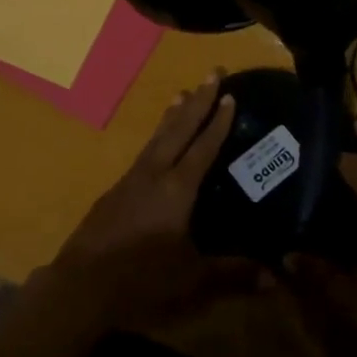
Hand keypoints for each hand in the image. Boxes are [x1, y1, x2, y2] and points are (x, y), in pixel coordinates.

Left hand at [50, 74, 257, 329]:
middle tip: (212, 72)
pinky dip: (156, 136)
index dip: (219, 122)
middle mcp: (154, 174)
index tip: (230, 94)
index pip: (203, 147)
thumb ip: (233, 274)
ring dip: (173, 114)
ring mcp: (131, 180)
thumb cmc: (141, 279)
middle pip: (180, 129)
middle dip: (199, 101)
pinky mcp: (115, 191)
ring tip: (182, 93)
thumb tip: (275, 278)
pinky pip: (143, 152)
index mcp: (177, 189)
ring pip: (157, 137)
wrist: (81, 284)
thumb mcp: (192, 278)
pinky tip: (156, 143)